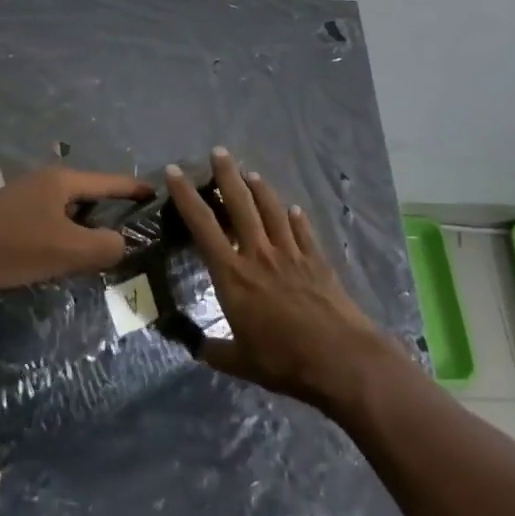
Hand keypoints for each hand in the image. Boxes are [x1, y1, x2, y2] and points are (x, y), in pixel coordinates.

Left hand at [0, 166, 150, 296]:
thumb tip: (122, 243)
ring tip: (100, 242)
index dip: (133, 188)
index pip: (108, 181)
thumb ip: (104, 247)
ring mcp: (21, 196)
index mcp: (61, 181)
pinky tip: (61, 250)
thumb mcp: (68, 250)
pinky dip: (62, 230)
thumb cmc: (15, 246)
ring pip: (64, 207)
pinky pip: (46, 218)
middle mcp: (43, 180)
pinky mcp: (4, 216)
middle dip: (109, 206)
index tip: (155, 192)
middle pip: (86, 191)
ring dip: (83, 222)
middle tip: (131, 225)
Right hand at [166, 148, 395, 410]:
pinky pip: (303, 230)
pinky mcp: (317, 259)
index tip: (175, 171)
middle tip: (218, 152)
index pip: (203, 225)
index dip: (186, 196)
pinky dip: (295, 217)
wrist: (340, 359)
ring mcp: (291, 253)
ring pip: (272, 208)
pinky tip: (293, 209)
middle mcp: (259, 253)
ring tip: (251, 172)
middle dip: (226, 174)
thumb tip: (194, 346)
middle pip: (240, 203)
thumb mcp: (239, 363)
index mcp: (233, 274)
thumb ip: (214, 351)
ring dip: (260, 187)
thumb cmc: (283, 360)